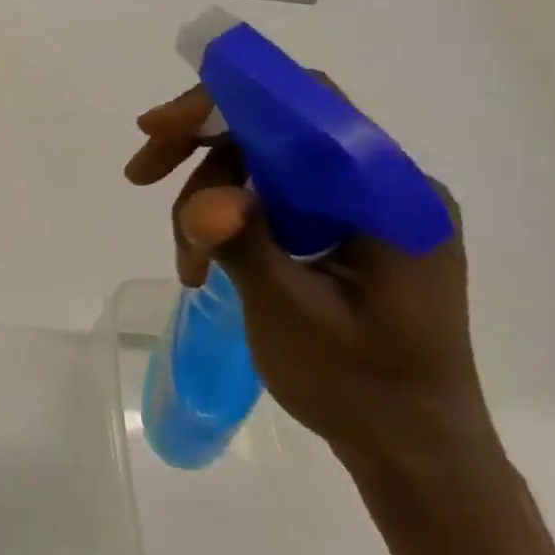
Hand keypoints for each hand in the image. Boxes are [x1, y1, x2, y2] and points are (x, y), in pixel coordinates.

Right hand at [124, 84, 497, 476]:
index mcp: (389, 195)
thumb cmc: (362, 387)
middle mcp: (380, 187)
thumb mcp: (292, 314)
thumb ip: (245, 245)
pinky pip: (272, 200)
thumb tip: (205, 202)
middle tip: (140, 178)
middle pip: (273, 133)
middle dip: (200, 156)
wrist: (414, 452)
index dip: (224, 102)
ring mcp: (362, 210)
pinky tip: (204, 263)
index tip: (156, 129)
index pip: (304, 108)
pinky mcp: (343, 233)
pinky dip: (227, 221)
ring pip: (261, 168)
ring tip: (187, 264)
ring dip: (207, 201)